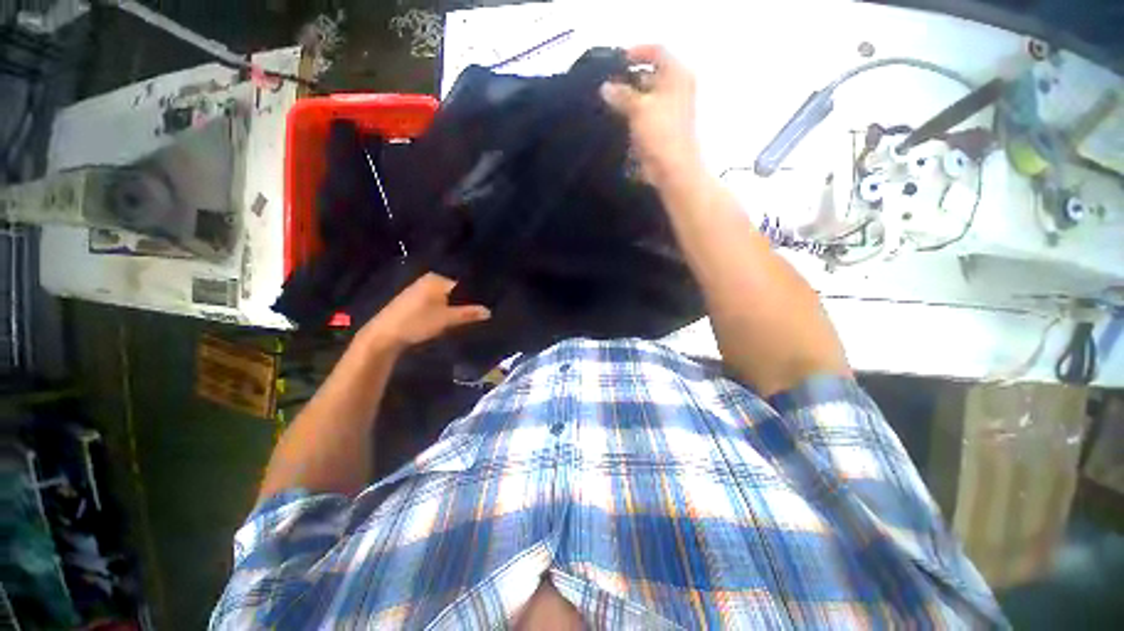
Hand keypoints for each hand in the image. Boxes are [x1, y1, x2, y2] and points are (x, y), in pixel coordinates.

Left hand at [363, 273, 490, 350]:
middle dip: (463, 304)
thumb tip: (489, 311)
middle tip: (474, 317)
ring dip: (451, 308)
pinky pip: (433, 302)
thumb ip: (469, 314)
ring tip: (461, 320)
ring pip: (443, 298)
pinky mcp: (411, 300)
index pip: (463, 285)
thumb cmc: (417, 322)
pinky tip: (443, 321)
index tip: (481, 310)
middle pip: (454, 292)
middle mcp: (427, 280)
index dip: (473, 299)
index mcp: (437, 279)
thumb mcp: (446, 319)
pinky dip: (441, 310)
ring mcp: (417, 290)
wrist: (383, 335)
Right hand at [600, 45, 701, 185]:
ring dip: (629, 99)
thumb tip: (606, 88)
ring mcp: (671, 110)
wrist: (673, 169)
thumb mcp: (639, 108)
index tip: (616, 60)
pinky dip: (633, 116)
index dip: (637, 51)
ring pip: (647, 97)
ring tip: (608, 104)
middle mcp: (677, 88)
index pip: (657, 51)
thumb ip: (621, 95)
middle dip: (629, 78)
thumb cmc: (660, 133)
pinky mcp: (663, 130)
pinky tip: (618, 122)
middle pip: (651, 74)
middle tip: (608, 85)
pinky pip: (646, 116)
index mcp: (677, 75)